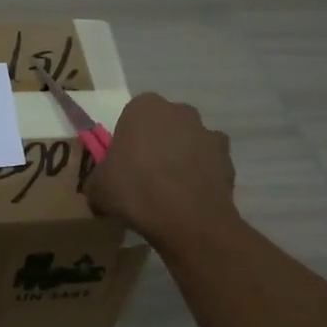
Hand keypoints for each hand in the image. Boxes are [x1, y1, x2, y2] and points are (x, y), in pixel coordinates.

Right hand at [83, 93, 239, 249]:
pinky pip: (208, 162)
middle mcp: (179, 111)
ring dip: (181, 157)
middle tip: (145, 175)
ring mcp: (207, 132)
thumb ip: (97, 179)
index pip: (132, 116)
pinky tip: (190, 197)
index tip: (123, 163)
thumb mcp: (97, 188)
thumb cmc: (135, 190)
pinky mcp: (228, 157)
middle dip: (156, 143)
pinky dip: (201, 174)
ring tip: (170, 190)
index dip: (127, 139)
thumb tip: (100, 187)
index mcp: (144, 107)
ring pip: (188, 141)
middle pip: (163, 125)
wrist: (188, 219)